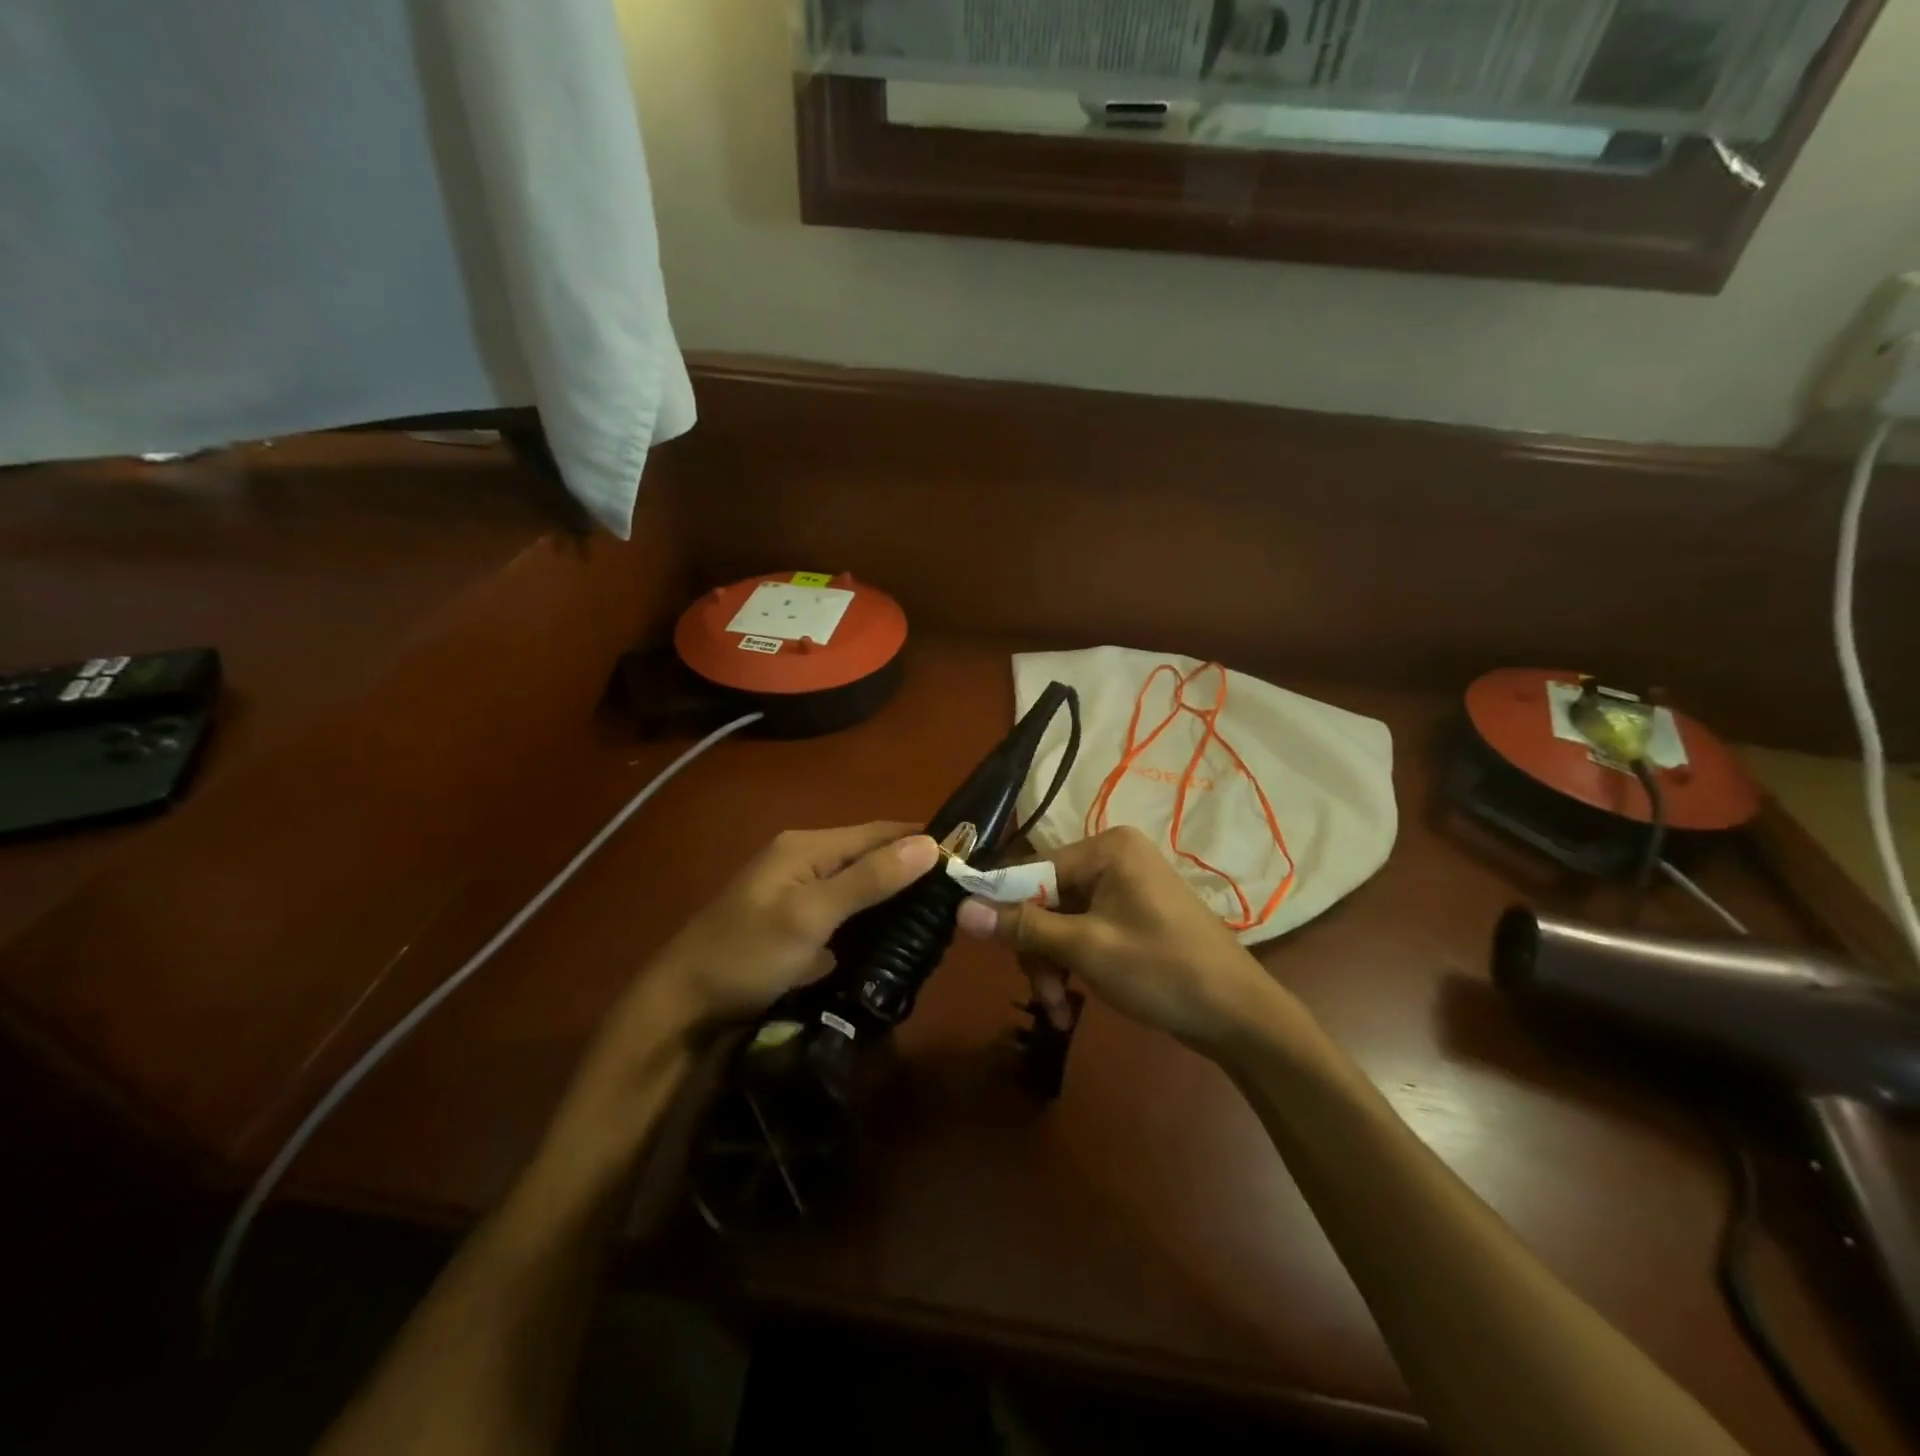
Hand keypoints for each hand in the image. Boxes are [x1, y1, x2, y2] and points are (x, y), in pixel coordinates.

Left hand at [643, 821, 940, 1031]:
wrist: (682, 1005)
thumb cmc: (747, 954)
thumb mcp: (811, 916)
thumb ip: (868, 879)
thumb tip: (929, 844)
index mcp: (807, 846)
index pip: (879, 831)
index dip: (922, 840)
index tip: (968, 857)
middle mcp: (803, 857)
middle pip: (870, 855)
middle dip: (911, 869)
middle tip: (957, 895)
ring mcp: (796, 890)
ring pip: (859, 882)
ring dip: (893, 894)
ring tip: (936, 914)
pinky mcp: (794, 920)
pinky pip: (845, 908)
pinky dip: (871, 916)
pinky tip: (894, 934)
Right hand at [957, 826, 1276, 1051]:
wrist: (1240, 1016)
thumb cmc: (1163, 971)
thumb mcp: (1086, 949)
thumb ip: (1023, 927)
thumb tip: (961, 910)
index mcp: (1106, 849)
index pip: (1031, 869)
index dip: (1003, 907)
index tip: (981, 946)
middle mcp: (1112, 857)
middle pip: (1045, 899)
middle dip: (1038, 951)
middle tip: (1043, 996)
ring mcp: (1124, 887)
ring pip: (1060, 921)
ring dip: (1053, 966)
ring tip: (1059, 1011)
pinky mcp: (1131, 915)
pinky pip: (1084, 931)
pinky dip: (1074, 965)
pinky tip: (1073, 1004)